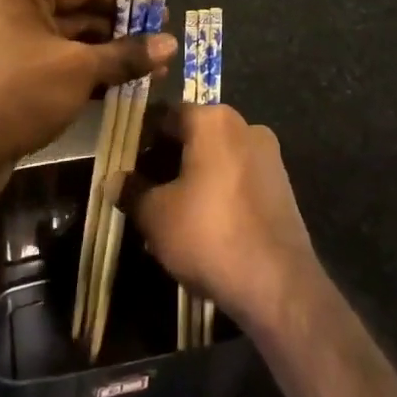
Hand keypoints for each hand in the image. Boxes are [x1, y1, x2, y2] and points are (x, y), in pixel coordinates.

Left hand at [0, 0, 174, 205]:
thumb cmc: (19, 94)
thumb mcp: (80, 70)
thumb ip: (126, 54)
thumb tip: (171, 43)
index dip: (126, 2)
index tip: (161, 16)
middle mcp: (8, 9)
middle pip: (76, 14)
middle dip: (120, 34)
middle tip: (160, 47)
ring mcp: (5, 43)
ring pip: (67, 43)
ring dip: (106, 57)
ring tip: (151, 71)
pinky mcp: (6, 75)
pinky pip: (53, 64)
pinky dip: (84, 73)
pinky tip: (119, 88)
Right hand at [122, 102, 319, 334]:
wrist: (277, 281)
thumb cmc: (208, 234)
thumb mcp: (156, 216)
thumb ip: (132, 191)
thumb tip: (114, 180)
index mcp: (213, 120)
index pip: (167, 115)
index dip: (142, 138)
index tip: (126, 164)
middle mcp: (245, 126)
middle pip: (195, 133)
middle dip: (168, 159)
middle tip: (144, 190)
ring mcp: (269, 154)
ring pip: (218, 156)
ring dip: (194, 175)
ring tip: (171, 212)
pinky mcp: (282, 183)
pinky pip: (239, 176)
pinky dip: (219, 190)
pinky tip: (205, 223)